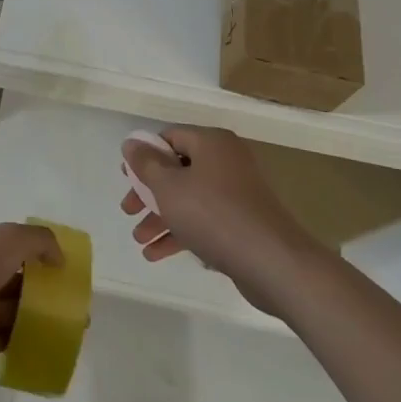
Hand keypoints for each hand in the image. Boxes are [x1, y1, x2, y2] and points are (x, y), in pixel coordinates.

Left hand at [0, 223, 63, 371]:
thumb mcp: (9, 238)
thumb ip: (39, 240)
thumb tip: (59, 257)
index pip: (10, 244)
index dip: (36, 251)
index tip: (60, 265)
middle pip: (16, 277)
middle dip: (42, 285)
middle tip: (71, 297)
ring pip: (16, 307)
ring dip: (41, 313)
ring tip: (72, 323)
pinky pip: (11, 336)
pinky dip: (30, 338)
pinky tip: (53, 341)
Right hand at [121, 126, 318, 313]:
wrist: (274, 263)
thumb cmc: (214, 215)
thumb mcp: (169, 187)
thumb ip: (146, 164)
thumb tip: (132, 143)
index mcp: (211, 142)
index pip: (170, 138)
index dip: (144, 156)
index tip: (126, 179)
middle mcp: (227, 161)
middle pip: (178, 170)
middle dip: (149, 194)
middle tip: (128, 211)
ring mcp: (238, 193)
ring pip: (190, 198)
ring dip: (161, 218)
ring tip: (140, 241)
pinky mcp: (244, 222)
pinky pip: (205, 220)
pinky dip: (182, 233)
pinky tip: (158, 255)